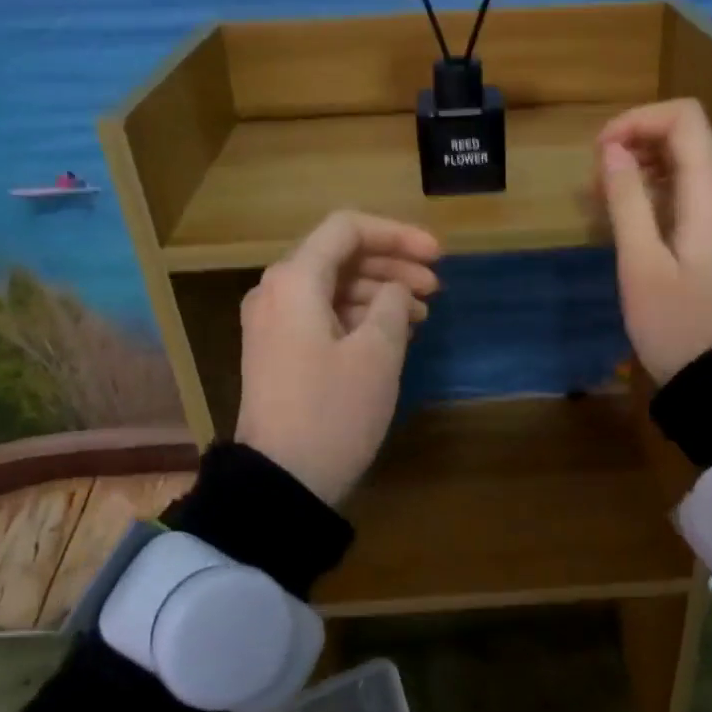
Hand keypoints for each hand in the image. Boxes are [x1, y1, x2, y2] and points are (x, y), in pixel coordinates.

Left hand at [236, 211, 441, 506]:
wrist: (281, 481)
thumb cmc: (333, 412)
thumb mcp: (377, 354)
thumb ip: (393, 305)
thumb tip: (394, 290)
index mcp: (295, 280)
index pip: (348, 229)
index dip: (398, 235)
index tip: (438, 257)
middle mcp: (276, 292)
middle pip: (340, 257)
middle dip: (392, 265)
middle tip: (436, 288)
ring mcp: (273, 324)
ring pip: (333, 288)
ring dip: (379, 293)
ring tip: (421, 316)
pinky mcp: (278, 353)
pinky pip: (322, 316)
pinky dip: (359, 318)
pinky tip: (393, 335)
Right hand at [597, 98, 711, 384]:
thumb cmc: (676, 323)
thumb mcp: (641, 263)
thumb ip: (627, 200)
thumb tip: (612, 149)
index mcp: (711, 191)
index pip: (683, 117)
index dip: (637, 121)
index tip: (600, 152)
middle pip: (685, 136)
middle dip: (636, 144)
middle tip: (596, 183)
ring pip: (685, 164)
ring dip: (642, 169)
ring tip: (604, 201)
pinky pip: (688, 192)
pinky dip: (655, 192)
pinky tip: (629, 221)